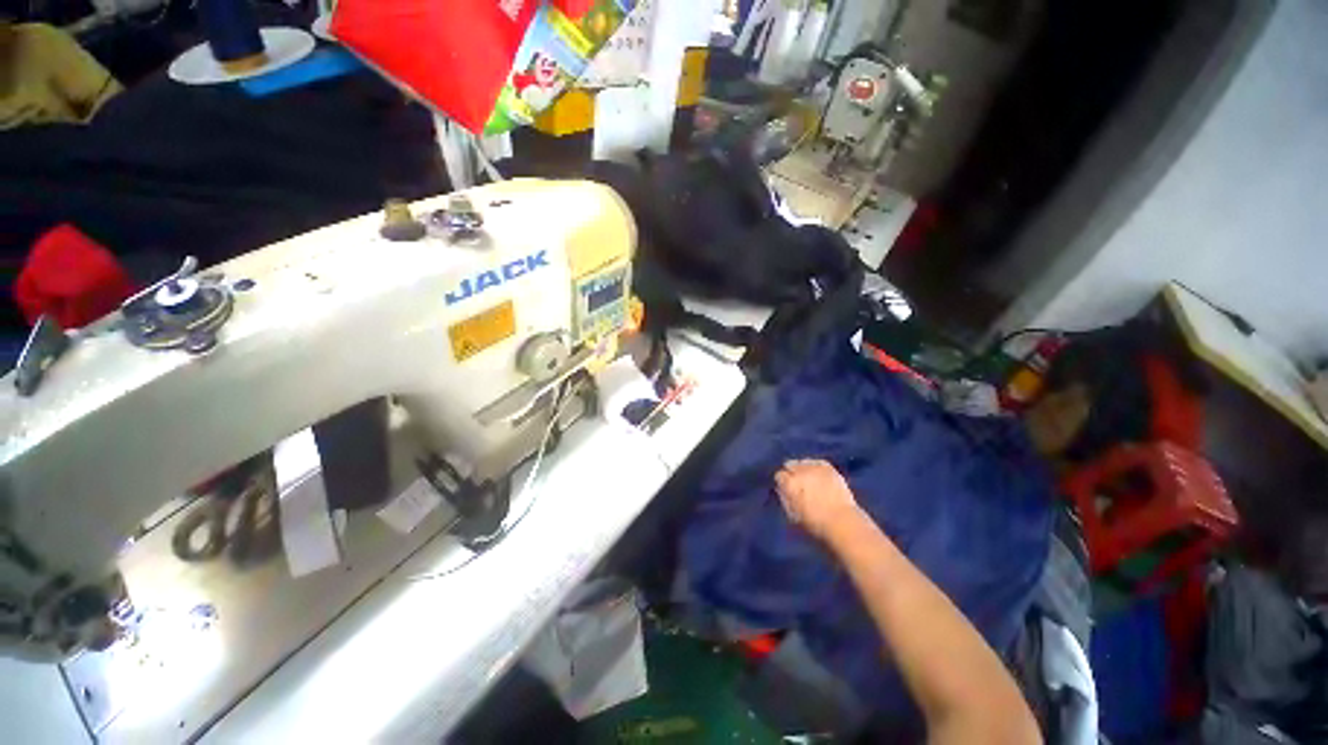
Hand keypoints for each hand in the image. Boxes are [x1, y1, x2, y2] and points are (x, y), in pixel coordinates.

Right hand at [775, 459, 861, 540]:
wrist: (842, 522)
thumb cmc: (815, 524)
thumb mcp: (792, 514)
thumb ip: (784, 498)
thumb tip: (781, 489)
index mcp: (789, 484)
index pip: (779, 475)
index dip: (782, 483)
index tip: (786, 489)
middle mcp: (800, 471)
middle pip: (789, 465)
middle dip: (791, 473)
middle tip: (796, 484)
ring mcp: (815, 467)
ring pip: (802, 462)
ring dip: (802, 469)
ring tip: (808, 479)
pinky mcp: (828, 468)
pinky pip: (817, 462)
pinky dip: (815, 466)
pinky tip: (817, 475)